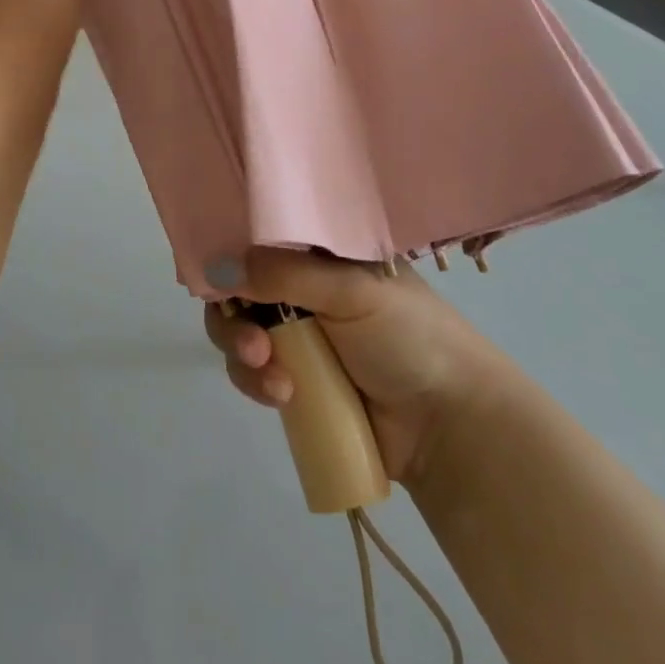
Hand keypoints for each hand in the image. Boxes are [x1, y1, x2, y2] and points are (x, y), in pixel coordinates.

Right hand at [204, 248, 494, 489]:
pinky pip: (252, 372)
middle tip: (252, 343)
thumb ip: (282, 274)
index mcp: (319, 253)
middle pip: (238, 288)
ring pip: (238, 332)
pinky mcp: (293, 380)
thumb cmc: (408, 335)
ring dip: (243, 353)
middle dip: (234, 317)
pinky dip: (256, 382)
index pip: (259, 239)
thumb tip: (215, 268)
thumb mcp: (349, 290)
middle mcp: (301, 288)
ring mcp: (295, 336)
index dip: (232, 252)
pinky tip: (282, 396)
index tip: (216, 275)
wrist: (449, 424)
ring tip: (272, 376)